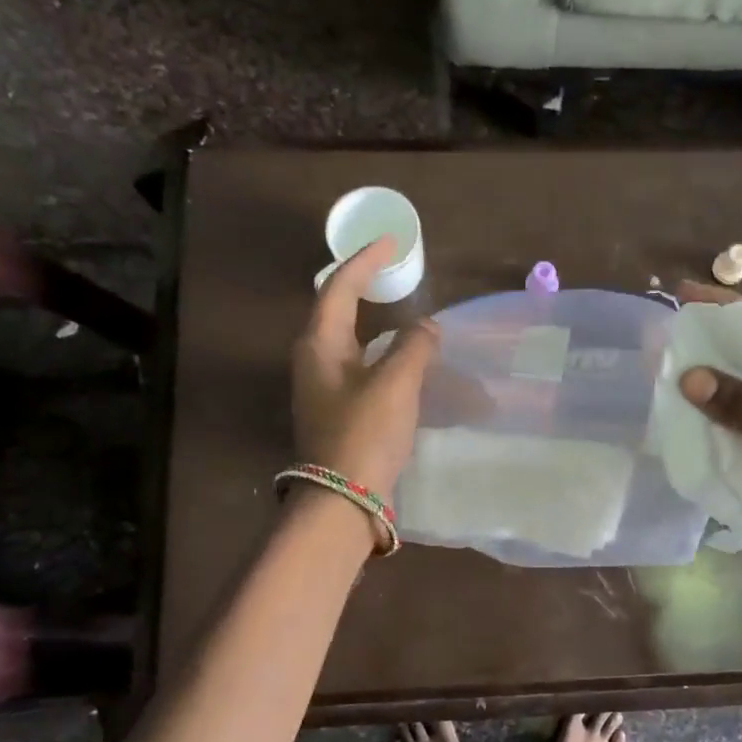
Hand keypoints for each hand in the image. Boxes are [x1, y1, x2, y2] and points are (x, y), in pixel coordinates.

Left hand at [292, 238, 439, 498]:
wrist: (342, 500)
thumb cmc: (364, 434)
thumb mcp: (396, 384)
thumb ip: (414, 347)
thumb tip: (427, 327)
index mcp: (319, 343)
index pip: (340, 286)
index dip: (366, 260)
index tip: (391, 241)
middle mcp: (313, 359)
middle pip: (336, 308)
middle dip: (363, 285)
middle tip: (393, 270)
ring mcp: (322, 387)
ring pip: (347, 339)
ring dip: (373, 319)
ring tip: (401, 310)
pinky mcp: (336, 410)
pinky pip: (358, 365)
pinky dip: (380, 351)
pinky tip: (402, 360)